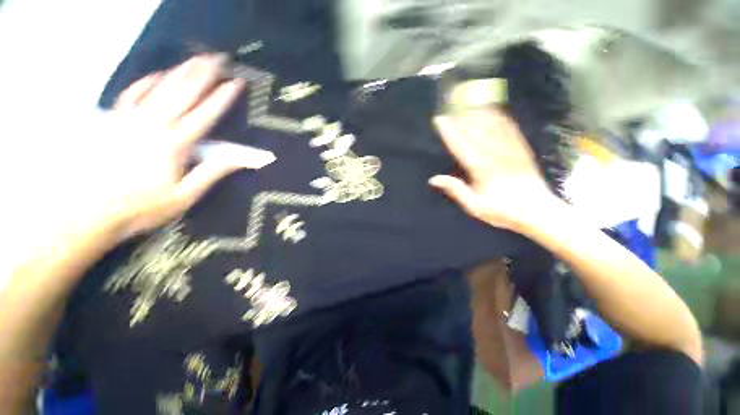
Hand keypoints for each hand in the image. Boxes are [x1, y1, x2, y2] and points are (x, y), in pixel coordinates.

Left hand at [101, 54, 276, 236]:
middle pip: (183, 93)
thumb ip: (212, 173)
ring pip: (161, 88)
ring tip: (196, 59)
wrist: (90, 210)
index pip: (205, 115)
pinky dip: (147, 81)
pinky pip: (133, 94)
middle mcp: (154, 124)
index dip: (222, 98)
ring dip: (181, 72)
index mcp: (174, 144)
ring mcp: (132, 119)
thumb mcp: (185, 196)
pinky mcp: (116, 121)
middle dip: (204, 74)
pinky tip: (158, 74)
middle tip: (219, 57)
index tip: (236, 83)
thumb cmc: (142, 206)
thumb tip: (240, 159)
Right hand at [428, 108, 555, 230]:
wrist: (538, 211)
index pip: (460, 145)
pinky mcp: (522, 149)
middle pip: (476, 130)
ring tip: (467, 103)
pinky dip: (500, 118)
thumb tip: (433, 179)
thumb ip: (455, 190)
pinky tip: (494, 111)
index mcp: (481, 169)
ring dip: (478, 113)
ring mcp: (511, 150)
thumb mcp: (474, 206)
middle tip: (450, 107)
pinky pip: (510, 129)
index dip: (448, 131)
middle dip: (461, 117)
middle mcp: (495, 155)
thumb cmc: (503, 211)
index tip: (439, 119)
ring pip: (493, 125)